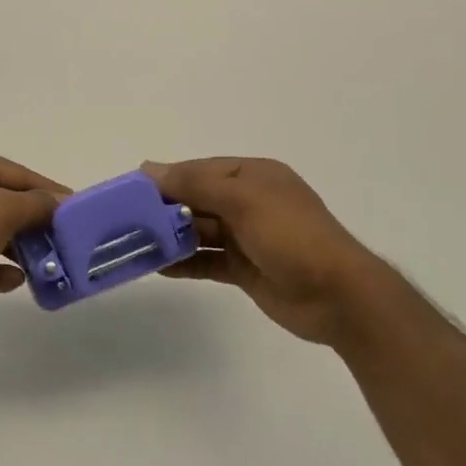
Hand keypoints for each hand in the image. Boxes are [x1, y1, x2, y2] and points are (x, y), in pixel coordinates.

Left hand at [0, 149, 68, 328]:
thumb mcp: (1, 213)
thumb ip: (35, 205)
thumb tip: (60, 200)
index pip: (19, 174)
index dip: (50, 193)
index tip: (78, 214)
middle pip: (6, 203)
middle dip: (34, 226)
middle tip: (65, 246)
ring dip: (18, 250)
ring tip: (45, 269)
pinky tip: (12, 282)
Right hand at [143, 157, 385, 345]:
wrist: (339, 297)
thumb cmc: (292, 236)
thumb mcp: (243, 200)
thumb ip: (195, 184)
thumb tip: (149, 168)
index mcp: (253, 176)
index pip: (200, 170)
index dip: (167, 178)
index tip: (131, 190)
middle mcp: (249, 202)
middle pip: (197, 199)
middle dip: (164, 208)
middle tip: (127, 220)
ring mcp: (247, 237)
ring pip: (199, 231)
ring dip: (170, 236)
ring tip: (135, 243)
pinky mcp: (244, 268)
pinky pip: (206, 260)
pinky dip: (184, 262)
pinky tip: (157, 266)